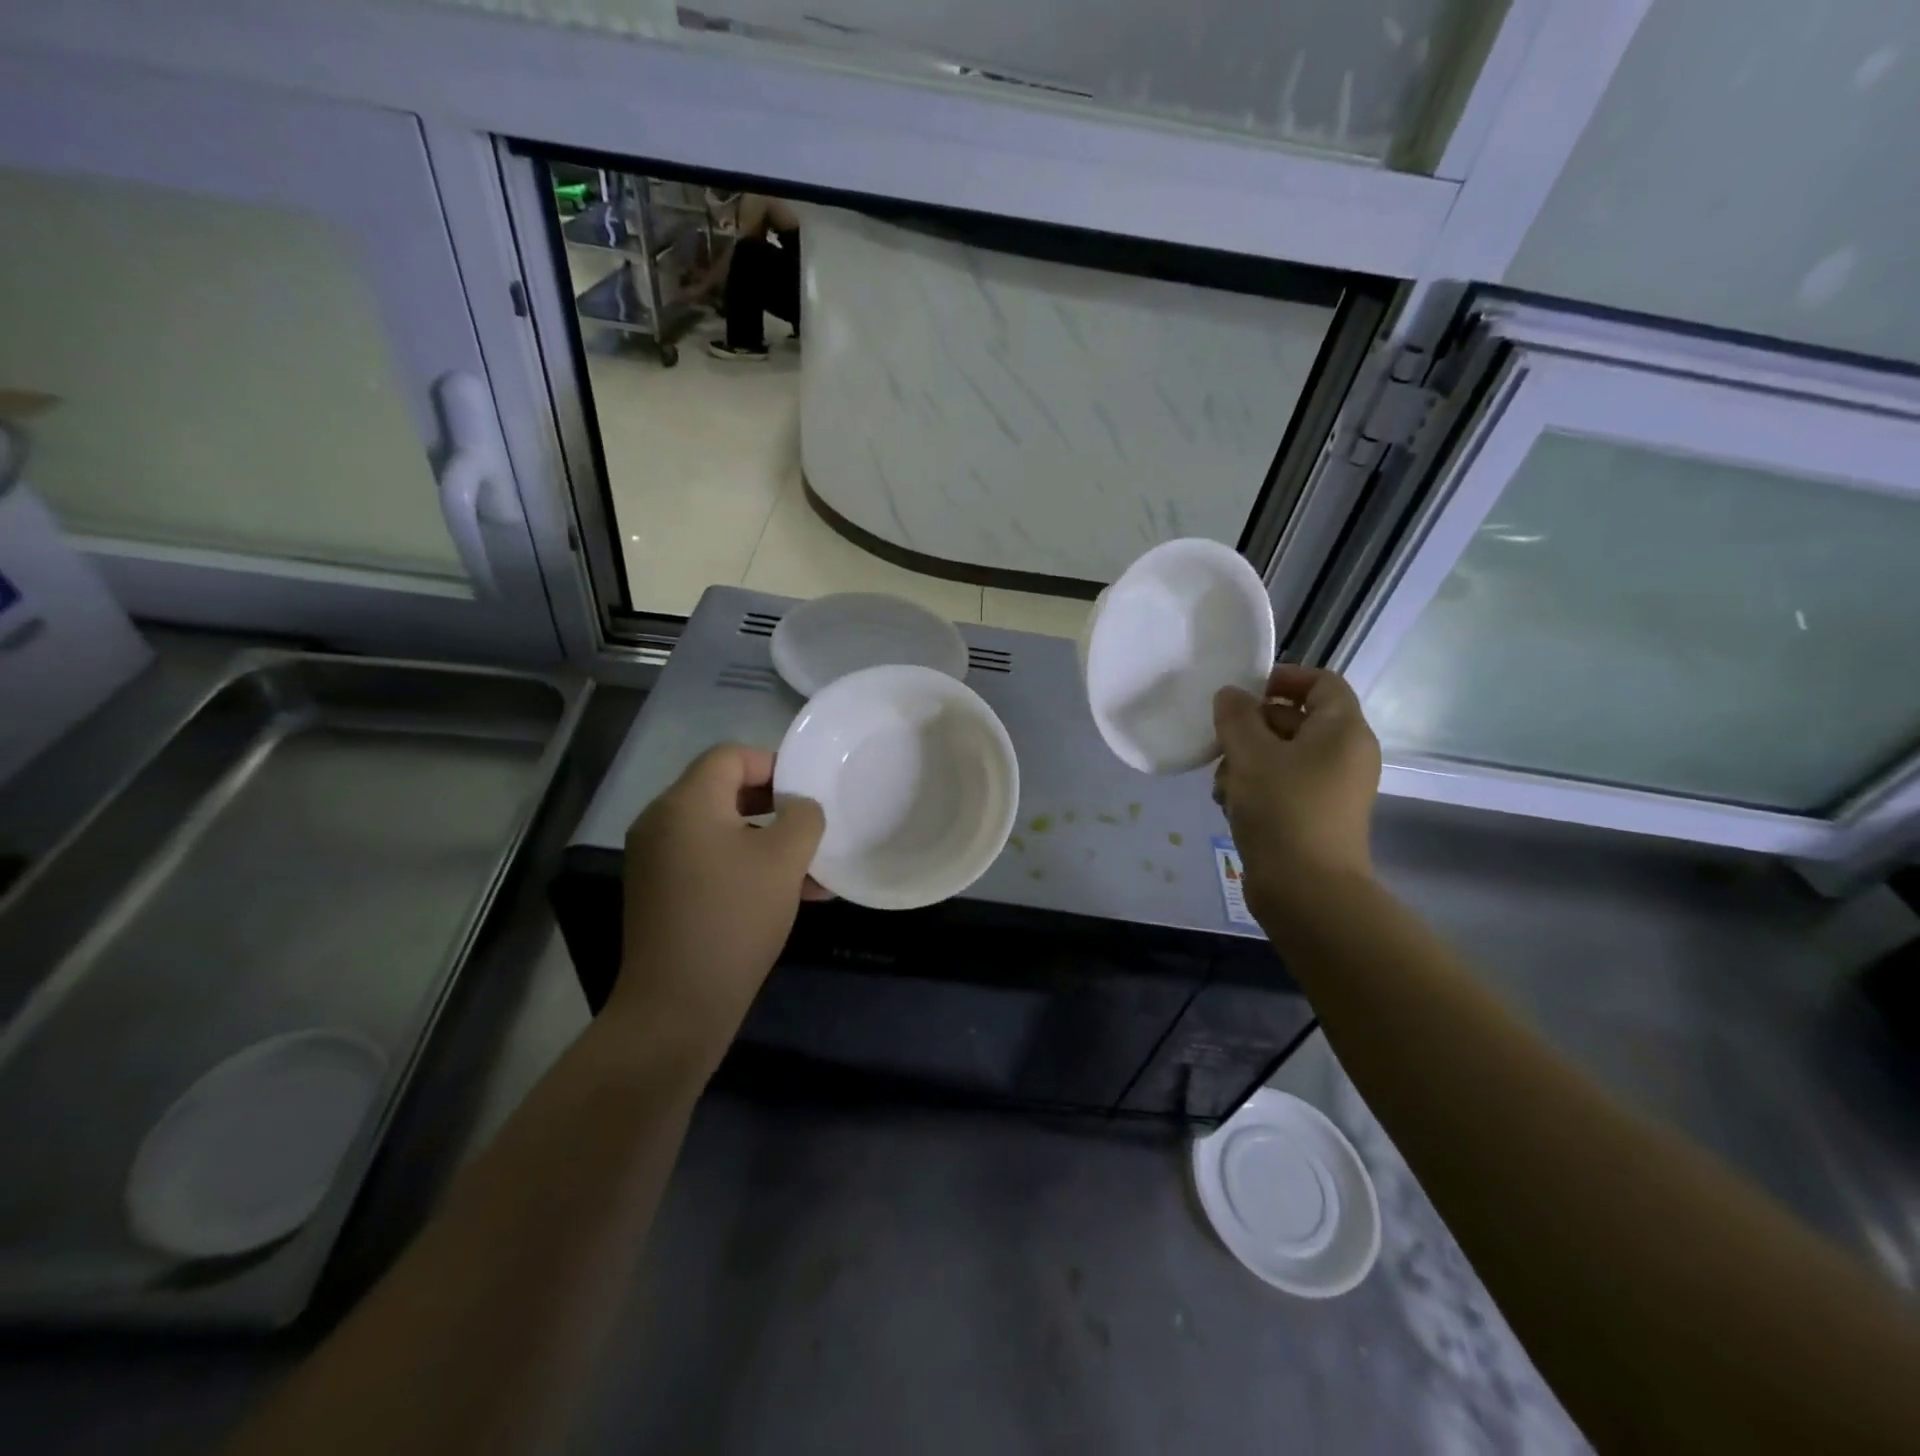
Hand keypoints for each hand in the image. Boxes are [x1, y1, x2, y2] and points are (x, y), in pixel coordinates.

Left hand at [615, 745, 825, 1055]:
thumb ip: (803, 817)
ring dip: (766, 841)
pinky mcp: (660, 893)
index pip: (730, 756)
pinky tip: (788, 894)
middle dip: (775, 805)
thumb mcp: (784, 860)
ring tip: (811, 870)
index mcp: (685, 803)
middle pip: (723, 791)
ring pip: (721, 832)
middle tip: (811, 825)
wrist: (677, 1006)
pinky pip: (708, 861)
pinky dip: (745, 866)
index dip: (773, 764)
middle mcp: (661, 823)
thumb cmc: (734, 919)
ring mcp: (656, 861)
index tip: (808, 791)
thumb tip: (800, 807)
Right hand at [1212, 666, 1380, 916]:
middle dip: (1252, 727)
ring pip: (1283, 756)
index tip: (1244, 692)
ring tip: (1221, 784)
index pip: (1322, 682)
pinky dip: (1255, 788)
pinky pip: (1284, 786)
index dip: (1284, 678)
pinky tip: (1229, 806)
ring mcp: (1332, 789)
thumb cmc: (1283, 809)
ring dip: (1245, 762)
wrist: (1307, 890)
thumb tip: (1231, 695)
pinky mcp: (1315, 816)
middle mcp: (1345, 755)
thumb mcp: (1250, 754)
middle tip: (1219, 741)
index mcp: (1343, 730)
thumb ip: (1236, 716)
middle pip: (1296, 720)